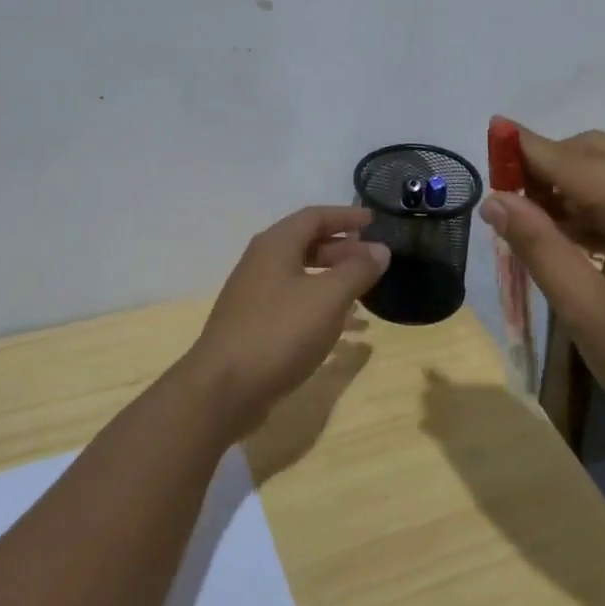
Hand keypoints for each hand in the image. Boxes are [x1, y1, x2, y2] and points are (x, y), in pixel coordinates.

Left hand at [184, 206, 389, 439]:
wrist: (222, 389)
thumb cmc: (279, 332)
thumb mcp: (328, 298)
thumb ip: (357, 271)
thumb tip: (381, 249)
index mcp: (276, 245)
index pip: (315, 216)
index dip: (346, 216)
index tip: (373, 221)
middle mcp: (261, 262)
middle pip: (306, 244)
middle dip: (342, 248)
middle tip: (373, 259)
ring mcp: (254, 295)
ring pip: (300, 275)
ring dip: (333, 278)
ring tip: (363, 292)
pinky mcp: (253, 325)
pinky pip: (293, 302)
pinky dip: (319, 304)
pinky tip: (339, 326)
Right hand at [479, 121, 604, 465]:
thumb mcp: (588, 313)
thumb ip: (538, 247)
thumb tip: (495, 200)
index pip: (570, 159)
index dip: (523, 148)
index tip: (488, 134)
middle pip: (597, 152)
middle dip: (547, 165)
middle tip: (507, 200)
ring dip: (573, 184)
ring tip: (533, 222)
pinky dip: (602, 204)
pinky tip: (576, 237)